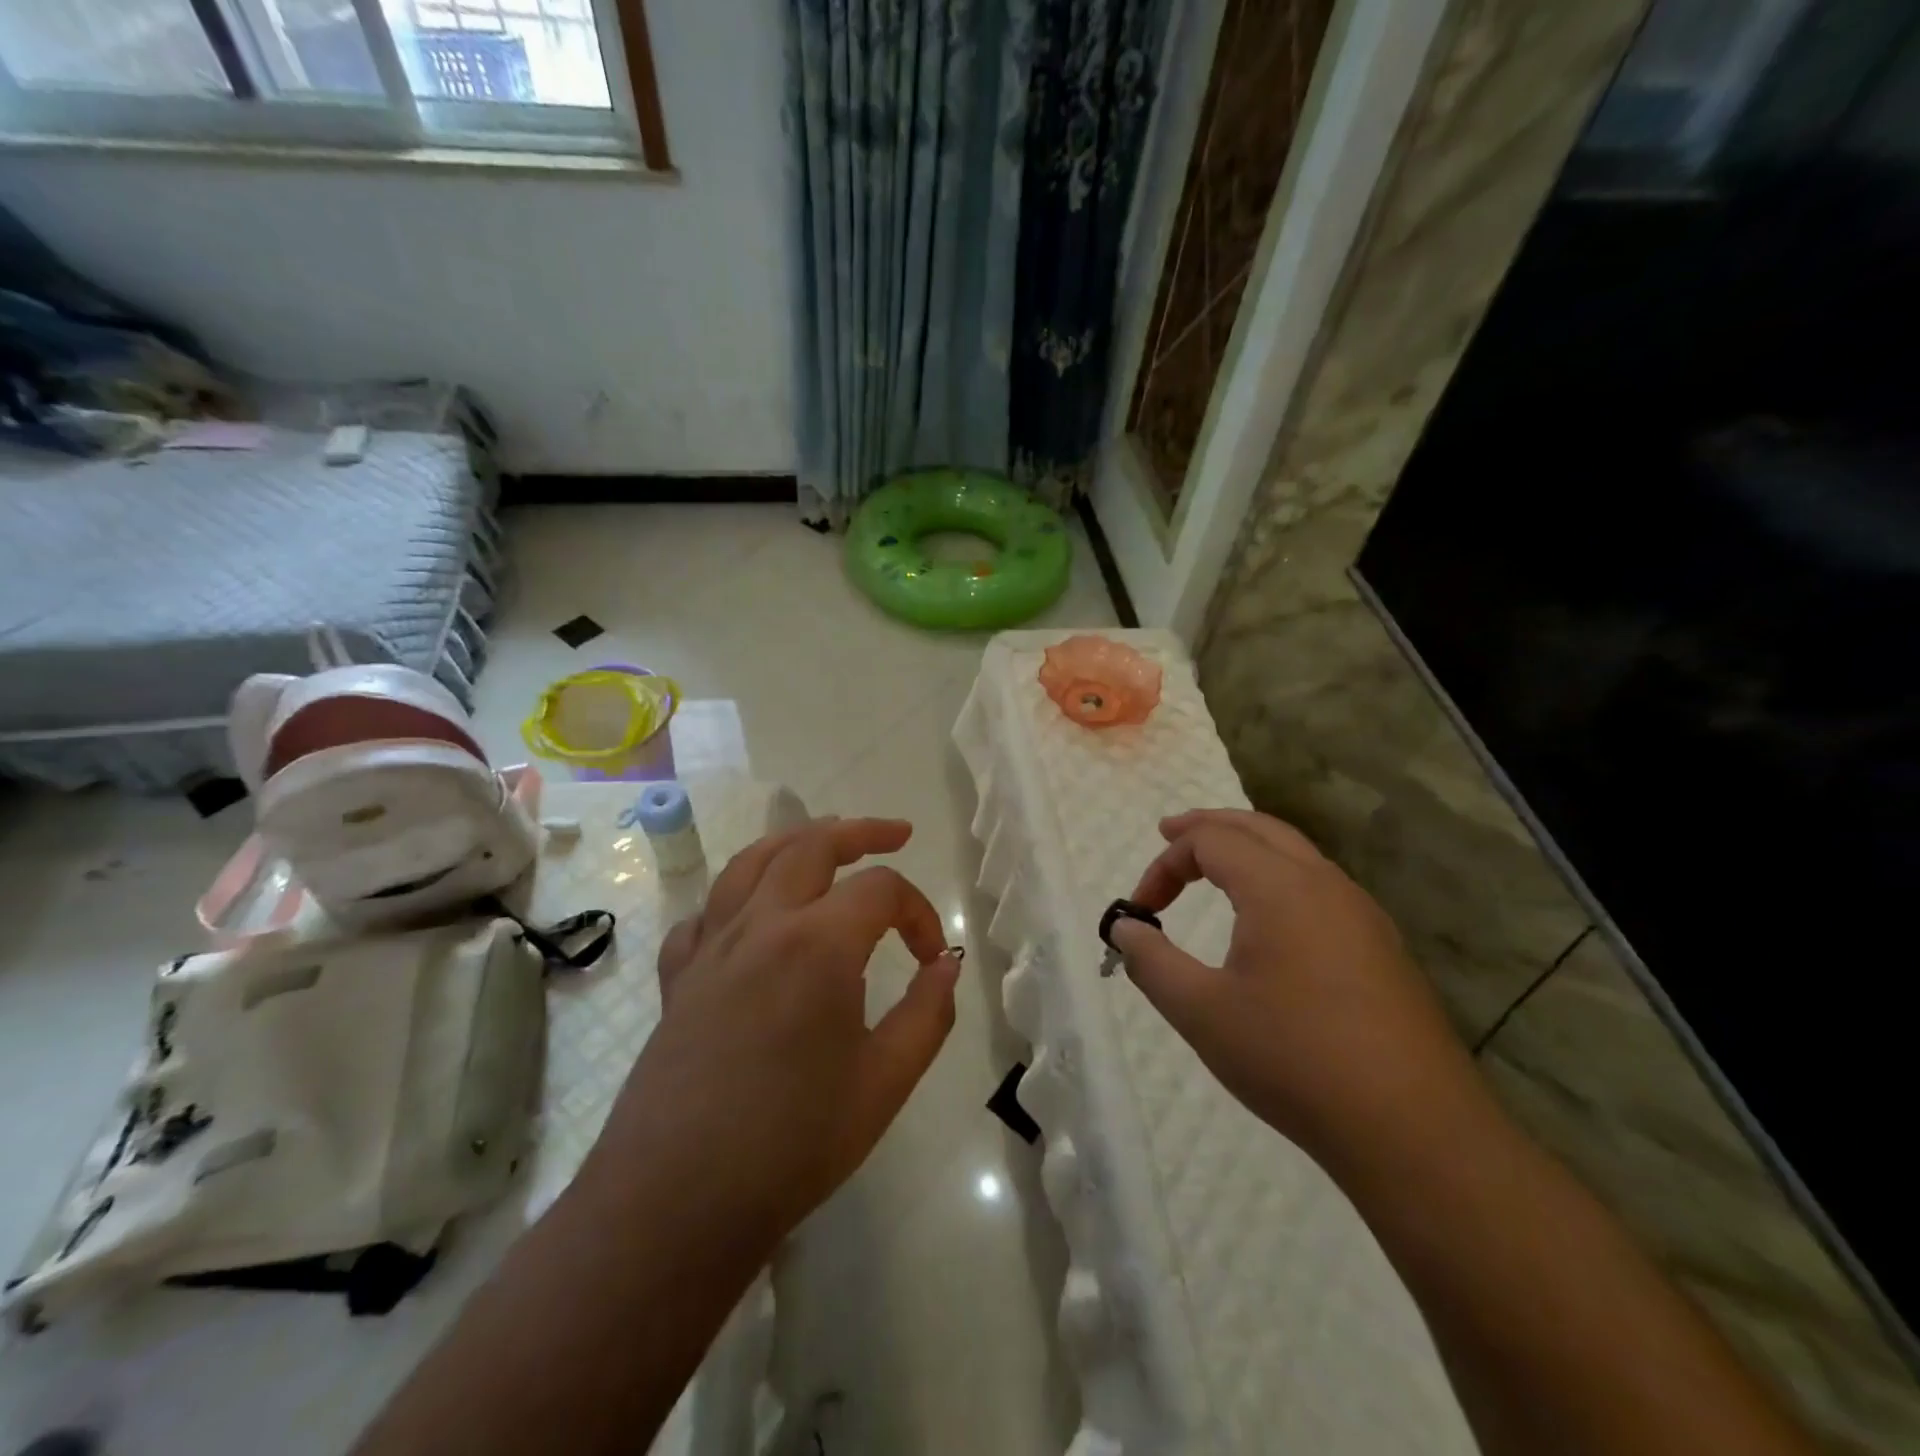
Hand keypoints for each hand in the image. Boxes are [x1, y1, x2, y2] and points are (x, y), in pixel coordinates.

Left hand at [581, 817, 960, 1254]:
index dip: (920, 912)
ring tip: (824, 841)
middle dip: (860, 832)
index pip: (881, 890)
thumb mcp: (886, 1081)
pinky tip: (748, 918)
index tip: (932, 957)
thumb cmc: (793, 1143)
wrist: (676, 1202)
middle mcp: (761, 926)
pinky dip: (735, 899)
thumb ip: (928, 1013)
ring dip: (795, 840)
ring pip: (751, 862)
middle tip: (895, 835)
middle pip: (811, 846)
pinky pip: (705, 914)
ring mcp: (711, 948)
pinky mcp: (678, 978)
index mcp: (817, 944)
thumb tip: (946, 963)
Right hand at [1111, 808, 1478, 1162]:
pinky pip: (1320, 888)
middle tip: (1168, 833)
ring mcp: (1363, 916)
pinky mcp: (1383, 950)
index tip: (1142, 911)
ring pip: (1296, 854)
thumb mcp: (1201, 1012)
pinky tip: (1269, 920)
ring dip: (1247, 849)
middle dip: (1208, 826)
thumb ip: (1152, 962)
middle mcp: (1325, 885)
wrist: (1415, 1132)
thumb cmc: (1294, 1060)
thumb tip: (1125, 928)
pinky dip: (1279, 878)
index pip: (1210, 841)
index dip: (1166, 865)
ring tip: (1214, 868)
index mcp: (1279, 887)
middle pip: (1259, 828)